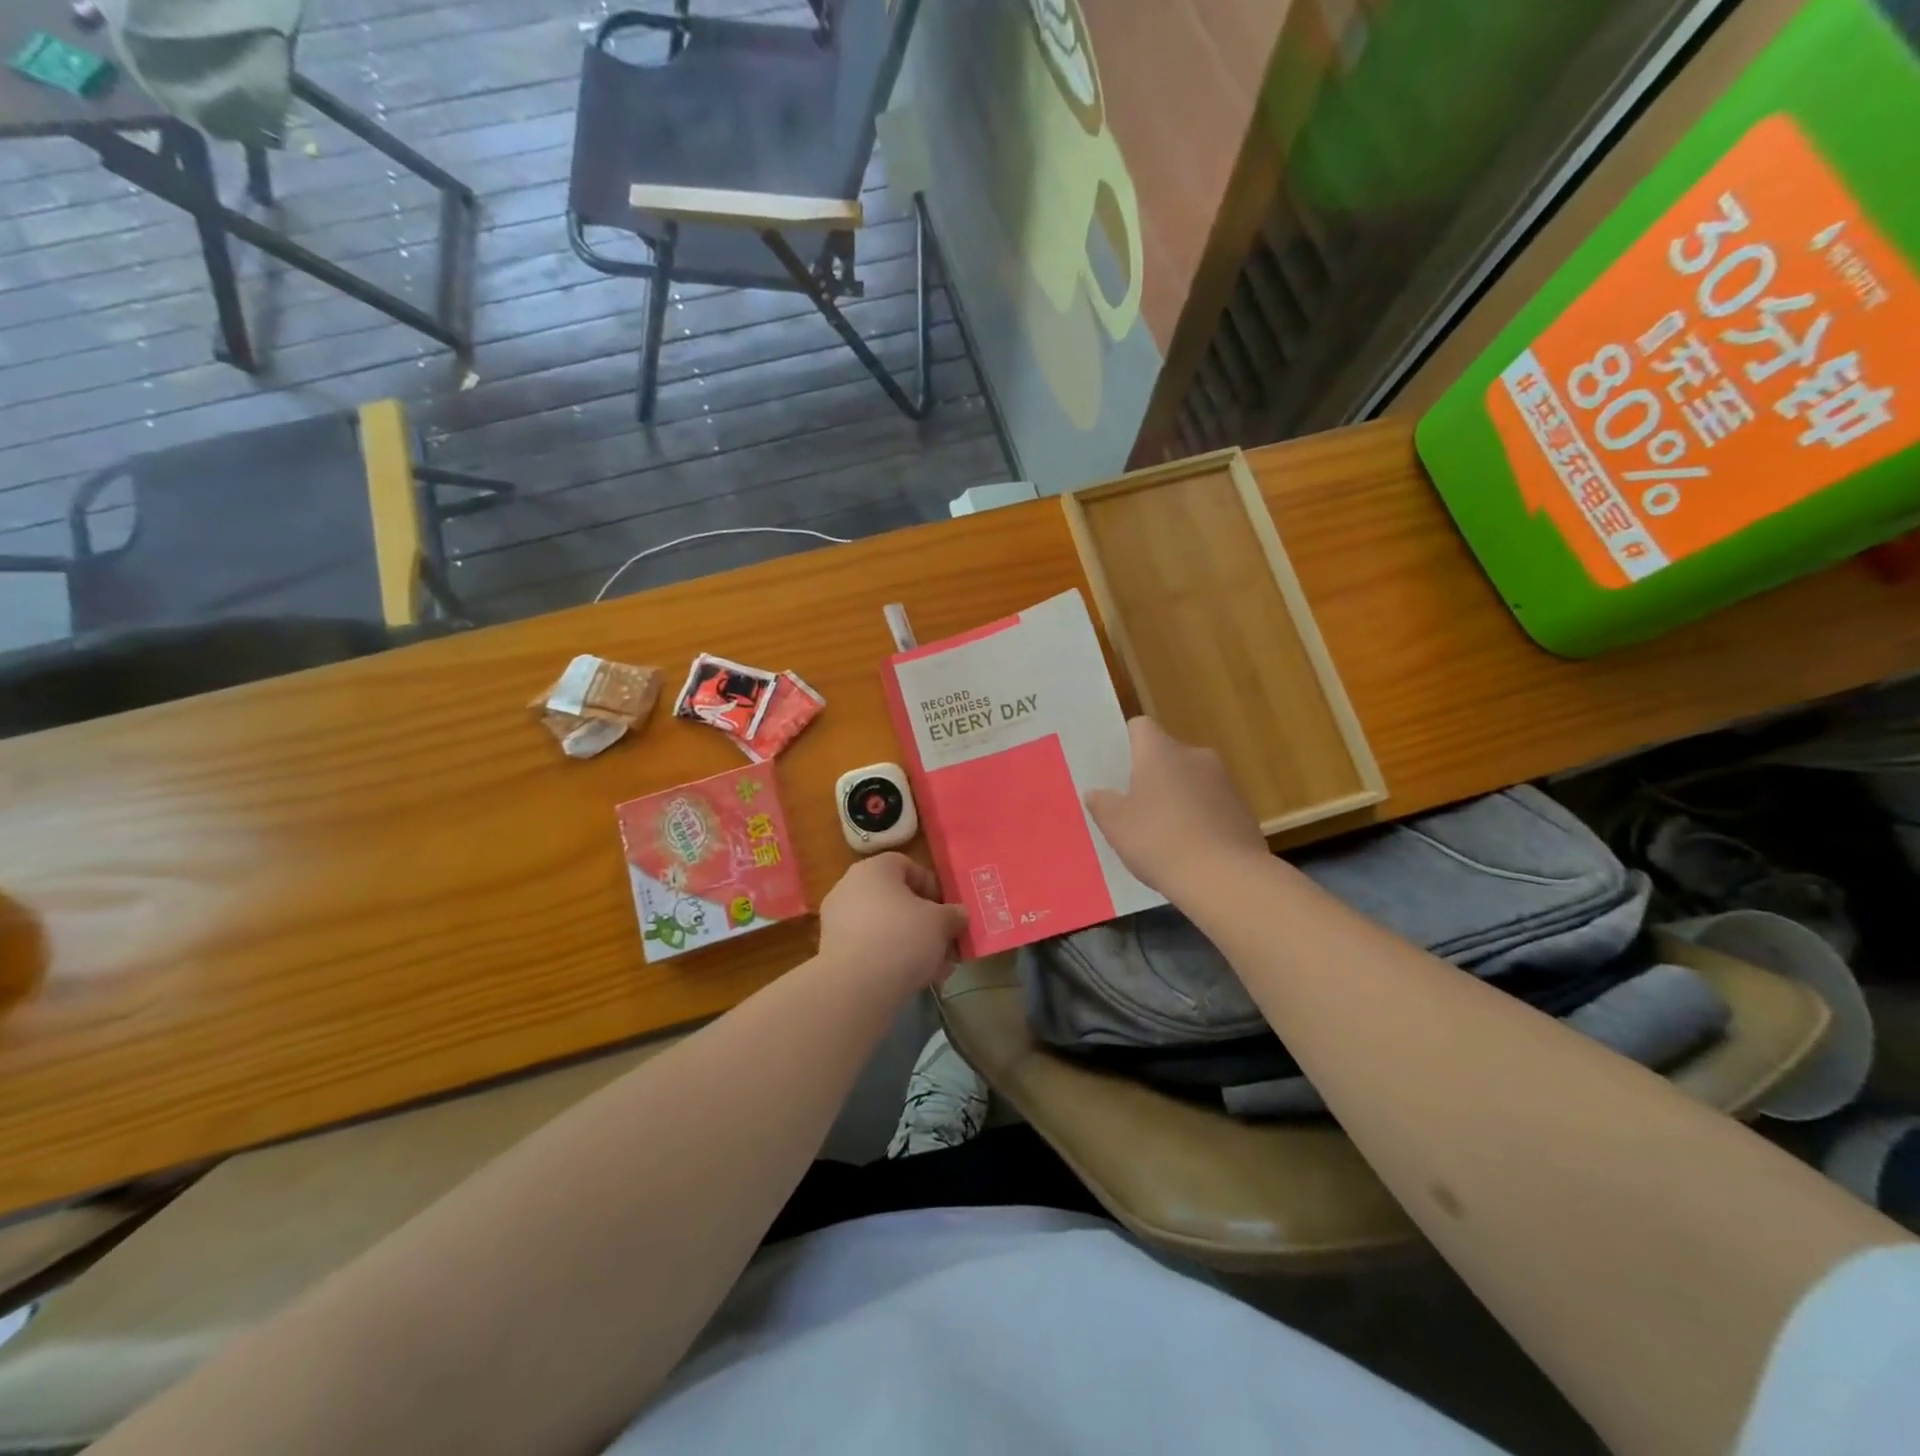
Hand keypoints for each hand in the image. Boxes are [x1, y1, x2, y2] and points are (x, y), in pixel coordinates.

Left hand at [818, 853, 968, 995]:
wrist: (855, 987)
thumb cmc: (902, 938)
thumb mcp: (941, 923)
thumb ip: (953, 914)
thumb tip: (958, 915)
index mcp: (874, 869)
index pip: (908, 866)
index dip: (932, 887)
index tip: (948, 912)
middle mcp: (850, 887)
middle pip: (896, 899)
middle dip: (925, 922)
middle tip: (945, 943)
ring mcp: (837, 919)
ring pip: (885, 926)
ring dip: (911, 943)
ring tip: (935, 969)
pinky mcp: (832, 951)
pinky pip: (870, 947)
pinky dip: (890, 958)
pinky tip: (913, 980)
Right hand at [1086, 717, 1269, 897]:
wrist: (1225, 878)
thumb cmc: (1159, 841)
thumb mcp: (1115, 825)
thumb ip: (1102, 803)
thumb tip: (1097, 793)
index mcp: (1160, 751)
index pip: (1140, 727)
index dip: (1126, 743)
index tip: (1116, 768)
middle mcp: (1195, 756)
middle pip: (1167, 754)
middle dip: (1151, 775)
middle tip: (1133, 806)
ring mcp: (1224, 782)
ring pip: (1191, 780)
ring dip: (1178, 797)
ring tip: (1163, 833)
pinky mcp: (1243, 809)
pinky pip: (1212, 805)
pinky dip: (1200, 818)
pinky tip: (1190, 849)